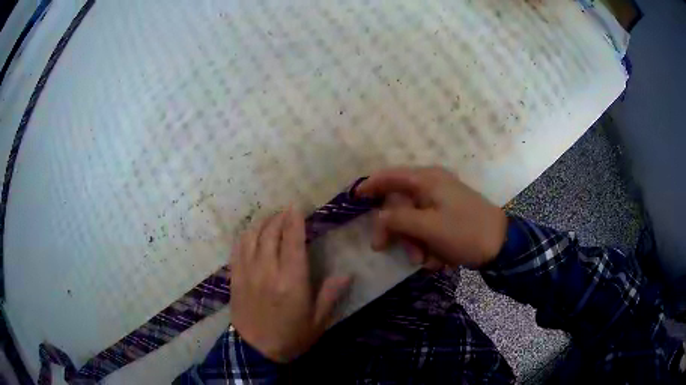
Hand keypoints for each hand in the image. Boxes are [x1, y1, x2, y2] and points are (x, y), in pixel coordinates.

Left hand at [230, 208, 351, 362]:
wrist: (255, 351)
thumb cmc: (290, 337)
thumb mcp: (318, 321)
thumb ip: (330, 295)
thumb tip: (347, 275)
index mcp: (291, 281)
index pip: (293, 240)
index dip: (294, 220)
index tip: (297, 207)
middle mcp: (268, 271)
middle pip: (271, 232)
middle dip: (279, 217)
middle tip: (286, 211)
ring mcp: (248, 272)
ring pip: (252, 236)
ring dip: (262, 222)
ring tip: (270, 218)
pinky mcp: (235, 277)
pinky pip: (237, 248)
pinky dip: (245, 235)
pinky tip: (251, 233)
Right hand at [357, 166, 507, 268]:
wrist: (502, 245)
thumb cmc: (464, 232)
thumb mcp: (427, 227)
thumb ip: (397, 220)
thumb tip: (379, 217)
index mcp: (427, 180)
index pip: (390, 176)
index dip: (369, 186)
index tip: (353, 199)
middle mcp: (433, 186)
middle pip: (399, 204)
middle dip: (395, 230)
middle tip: (383, 249)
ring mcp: (442, 201)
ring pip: (413, 221)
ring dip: (414, 243)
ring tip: (426, 261)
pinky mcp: (449, 216)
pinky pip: (429, 229)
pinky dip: (429, 245)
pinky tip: (440, 260)